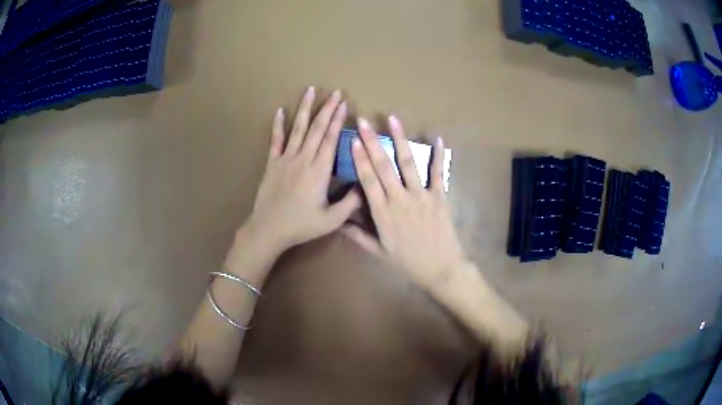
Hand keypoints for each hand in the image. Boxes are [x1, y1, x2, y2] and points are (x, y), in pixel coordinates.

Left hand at [243, 87, 360, 255]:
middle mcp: (303, 159)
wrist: (269, 229)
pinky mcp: (272, 163)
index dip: (338, 120)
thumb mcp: (332, 220)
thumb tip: (365, 186)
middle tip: (335, 92)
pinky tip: (280, 111)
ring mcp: (285, 159)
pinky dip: (278, 125)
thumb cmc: (301, 225)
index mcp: (319, 171)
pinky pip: (275, 140)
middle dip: (327, 109)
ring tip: (310, 91)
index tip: (344, 104)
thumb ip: (351, 203)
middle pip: (317, 128)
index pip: (331, 139)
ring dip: (305, 109)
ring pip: (297, 129)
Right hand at [343, 116, 467, 290]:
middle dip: (372, 142)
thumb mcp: (379, 253)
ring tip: (392, 120)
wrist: (441, 270)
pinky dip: (439, 156)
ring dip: (400, 140)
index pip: (368, 180)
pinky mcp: (439, 197)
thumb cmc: (409, 263)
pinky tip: (438, 139)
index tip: (353, 140)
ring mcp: (421, 196)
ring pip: (408, 163)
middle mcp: (400, 200)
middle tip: (364, 121)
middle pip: (384, 166)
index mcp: (383, 213)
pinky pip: (438, 173)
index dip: (360, 159)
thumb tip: (340, 224)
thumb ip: (359, 237)